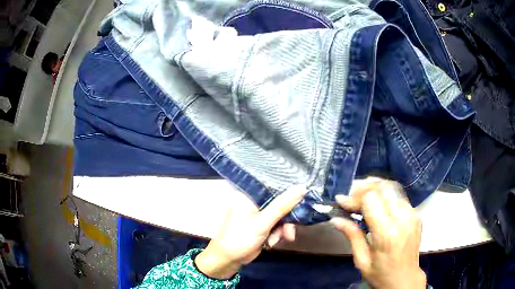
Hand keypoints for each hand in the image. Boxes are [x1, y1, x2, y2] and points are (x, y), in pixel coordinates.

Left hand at [195, 186, 305, 278]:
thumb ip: (282, 205)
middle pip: (281, 201)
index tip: (304, 194)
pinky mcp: (263, 224)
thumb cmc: (240, 237)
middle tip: (290, 229)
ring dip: (284, 228)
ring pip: (282, 214)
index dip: (289, 188)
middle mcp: (255, 200)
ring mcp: (259, 213)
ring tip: (281, 239)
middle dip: (288, 218)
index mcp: (250, 193)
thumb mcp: (263, 222)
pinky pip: (278, 224)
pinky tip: (272, 242)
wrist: (229, 259)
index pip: (274, 183)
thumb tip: (302, 187)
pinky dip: (278, 234)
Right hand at [331, 181, 425, 288]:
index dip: (354, 198)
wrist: (405, 279)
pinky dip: (385, 195)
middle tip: (351, 197)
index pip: (371, 200)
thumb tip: (335, 219)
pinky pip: (399, 196)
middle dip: (364, 188)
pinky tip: (376, 202)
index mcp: (387, 233)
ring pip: (392, 188)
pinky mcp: (416, 213)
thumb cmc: (381, 274)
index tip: (341, 202)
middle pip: (383, 188)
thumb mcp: (362, 260)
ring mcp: (412, 214)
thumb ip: (352, 236)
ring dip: (375, 188)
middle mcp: (403, 219)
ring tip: (361, 196)